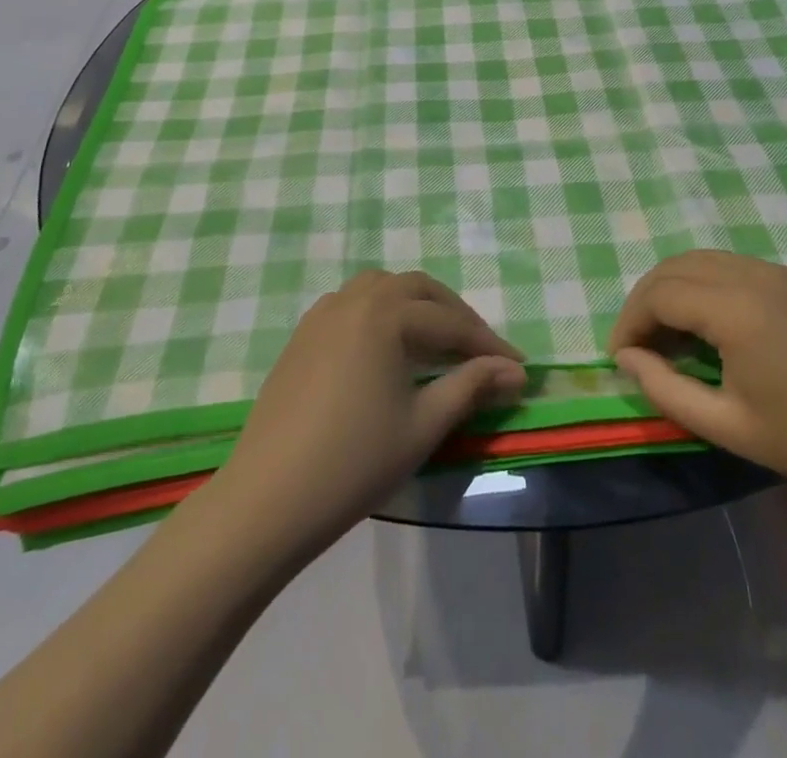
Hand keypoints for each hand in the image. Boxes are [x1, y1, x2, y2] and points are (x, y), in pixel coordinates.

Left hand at [215, 270, 526, 557]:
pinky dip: (381, 312)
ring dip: (415, 305)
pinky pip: (351, 303)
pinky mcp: (302, 335)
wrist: (268, 498)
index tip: (519, 367)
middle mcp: (354, 299)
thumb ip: (471, 387)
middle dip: (454, 314)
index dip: (488, 346)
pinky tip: (386, 347)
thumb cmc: (354, 462)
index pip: (450, 322)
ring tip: (436, 340)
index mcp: (385, 314)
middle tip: (480, 350)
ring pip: (381, 288)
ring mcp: (322, 314)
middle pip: (417, 289)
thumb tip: (515, 372)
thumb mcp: (423, 425)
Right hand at [608, 251, 786, 513]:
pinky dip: (703, 284)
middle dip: (645, 300)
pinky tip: (708, 324)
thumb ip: (666, 388)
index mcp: (736, 309)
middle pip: (674, 267)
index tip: (620, 359)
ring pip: (701, 260)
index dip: (630, 323)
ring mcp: (778, 271)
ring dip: (672, 288)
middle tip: (637, 345)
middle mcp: (752, 274)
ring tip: (666, 334)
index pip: (659, 295)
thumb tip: (626, 358)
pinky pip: (731, 265)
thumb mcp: (729, 427)